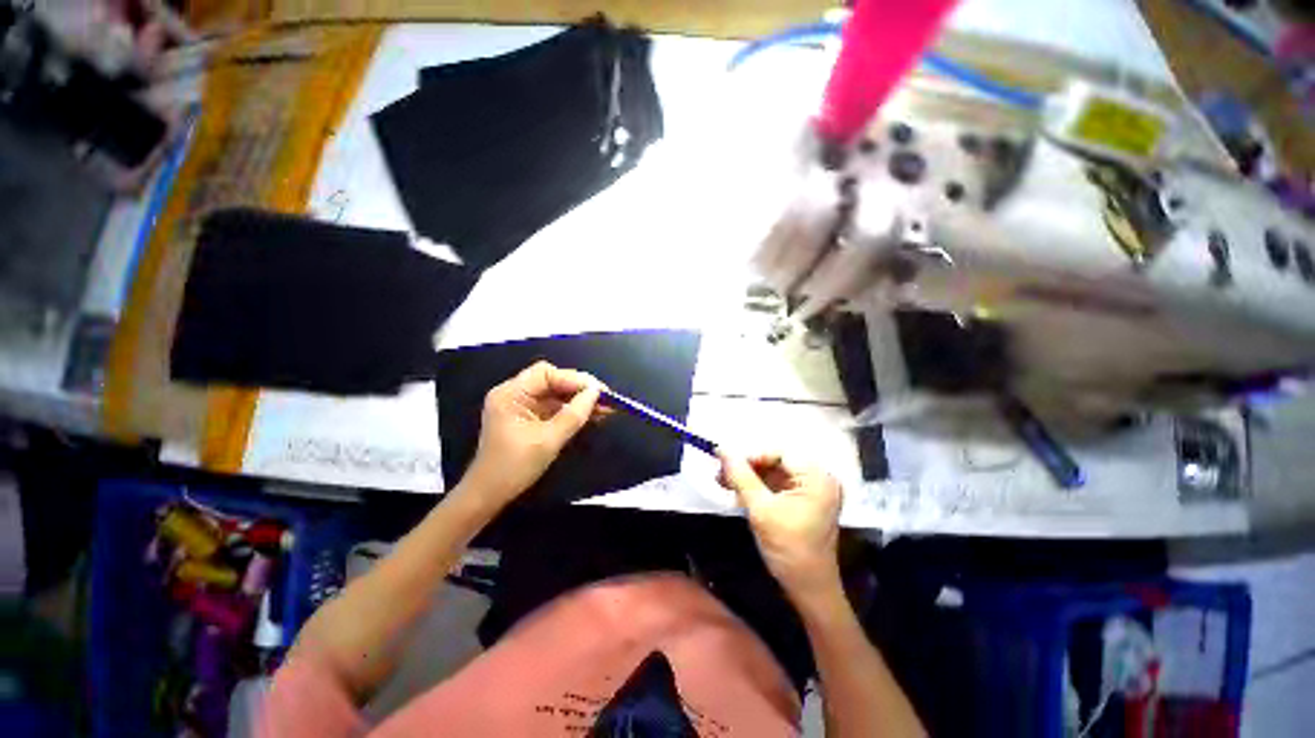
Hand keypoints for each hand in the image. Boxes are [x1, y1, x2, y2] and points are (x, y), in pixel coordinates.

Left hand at [461, 361, 603, 506]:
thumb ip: (574, 414)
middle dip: (580, 389)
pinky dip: (572, 410)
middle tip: (607, 399)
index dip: (575, 379)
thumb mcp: (548, 440)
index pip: (546, 373)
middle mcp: (514, 393)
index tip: (599, 392)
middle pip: (553, 381)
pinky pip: (554, 407)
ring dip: (580, 400)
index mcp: (511, 394)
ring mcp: (521, 405)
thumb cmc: (514, 467)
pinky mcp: (529, 417)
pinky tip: (592, 415)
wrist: (489, 496)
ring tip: (606, 409)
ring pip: (557, 394)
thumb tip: (596, 392)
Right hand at [717, 450, 842, 598]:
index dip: (751, 455)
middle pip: (776, 462)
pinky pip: (777, 486)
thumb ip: (741, 476)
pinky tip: (737, 492)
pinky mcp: (803, 502)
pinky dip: (757, 488)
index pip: (779, 453)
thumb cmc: (789, 549)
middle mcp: (818, 479)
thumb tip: (722, 449)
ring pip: (774, 473)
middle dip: (747, 467)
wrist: (809, 590)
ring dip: (749, 477)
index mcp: (817, 478)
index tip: (725, 462)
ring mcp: (812, 491)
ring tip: (724, 482)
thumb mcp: (761, 510)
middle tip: (721, 473)